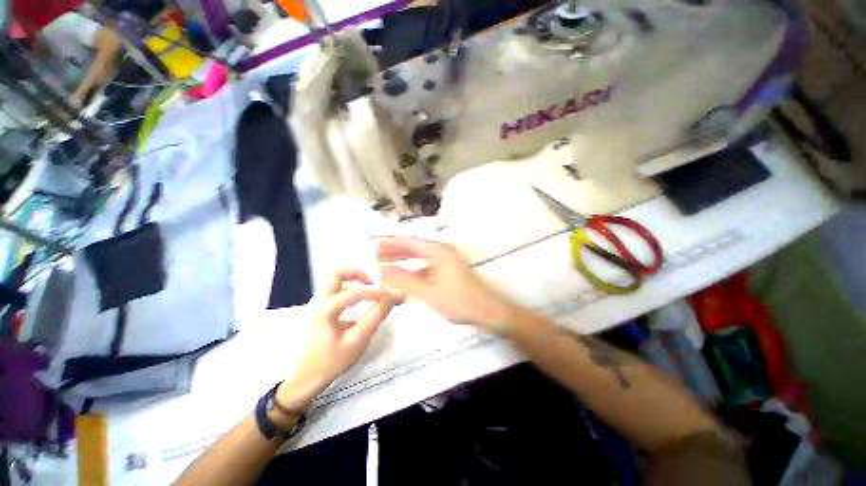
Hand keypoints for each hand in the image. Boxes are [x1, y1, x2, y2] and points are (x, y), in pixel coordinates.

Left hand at [276, 269, 402, 410]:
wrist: (308, 377)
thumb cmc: (332, 361)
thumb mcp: (358, 340)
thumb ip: (376, 317)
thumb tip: (393, 298)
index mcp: (326, 310)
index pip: (356, 292)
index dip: (378, 292)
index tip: (394, 296)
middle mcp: (319, 301)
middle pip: (335, 273)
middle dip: (357, 274)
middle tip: (372, 283)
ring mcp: (317, 304)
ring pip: (334, 279)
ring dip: (352, 279)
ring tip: (369, 290)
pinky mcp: (319, 308)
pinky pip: (334, 289)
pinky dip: (349, 288)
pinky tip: (359, 301)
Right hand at [376, 237, 517, 332]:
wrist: (487, 311)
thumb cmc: (460, 301)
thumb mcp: (429, 293)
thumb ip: (404, 282)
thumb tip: (384, 273)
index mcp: (438, 252)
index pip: (409, 242)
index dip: (391, 243)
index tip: (375, 245)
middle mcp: (441, 252)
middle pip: (413, 248)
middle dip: (395, 251)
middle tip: (376, 255)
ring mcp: (445, 262)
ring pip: (419, 258)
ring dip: (403, 261)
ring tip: (386, 265)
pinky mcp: (446, 272)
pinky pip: (425, 268)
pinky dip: (413, 271)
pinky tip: (404, 278)